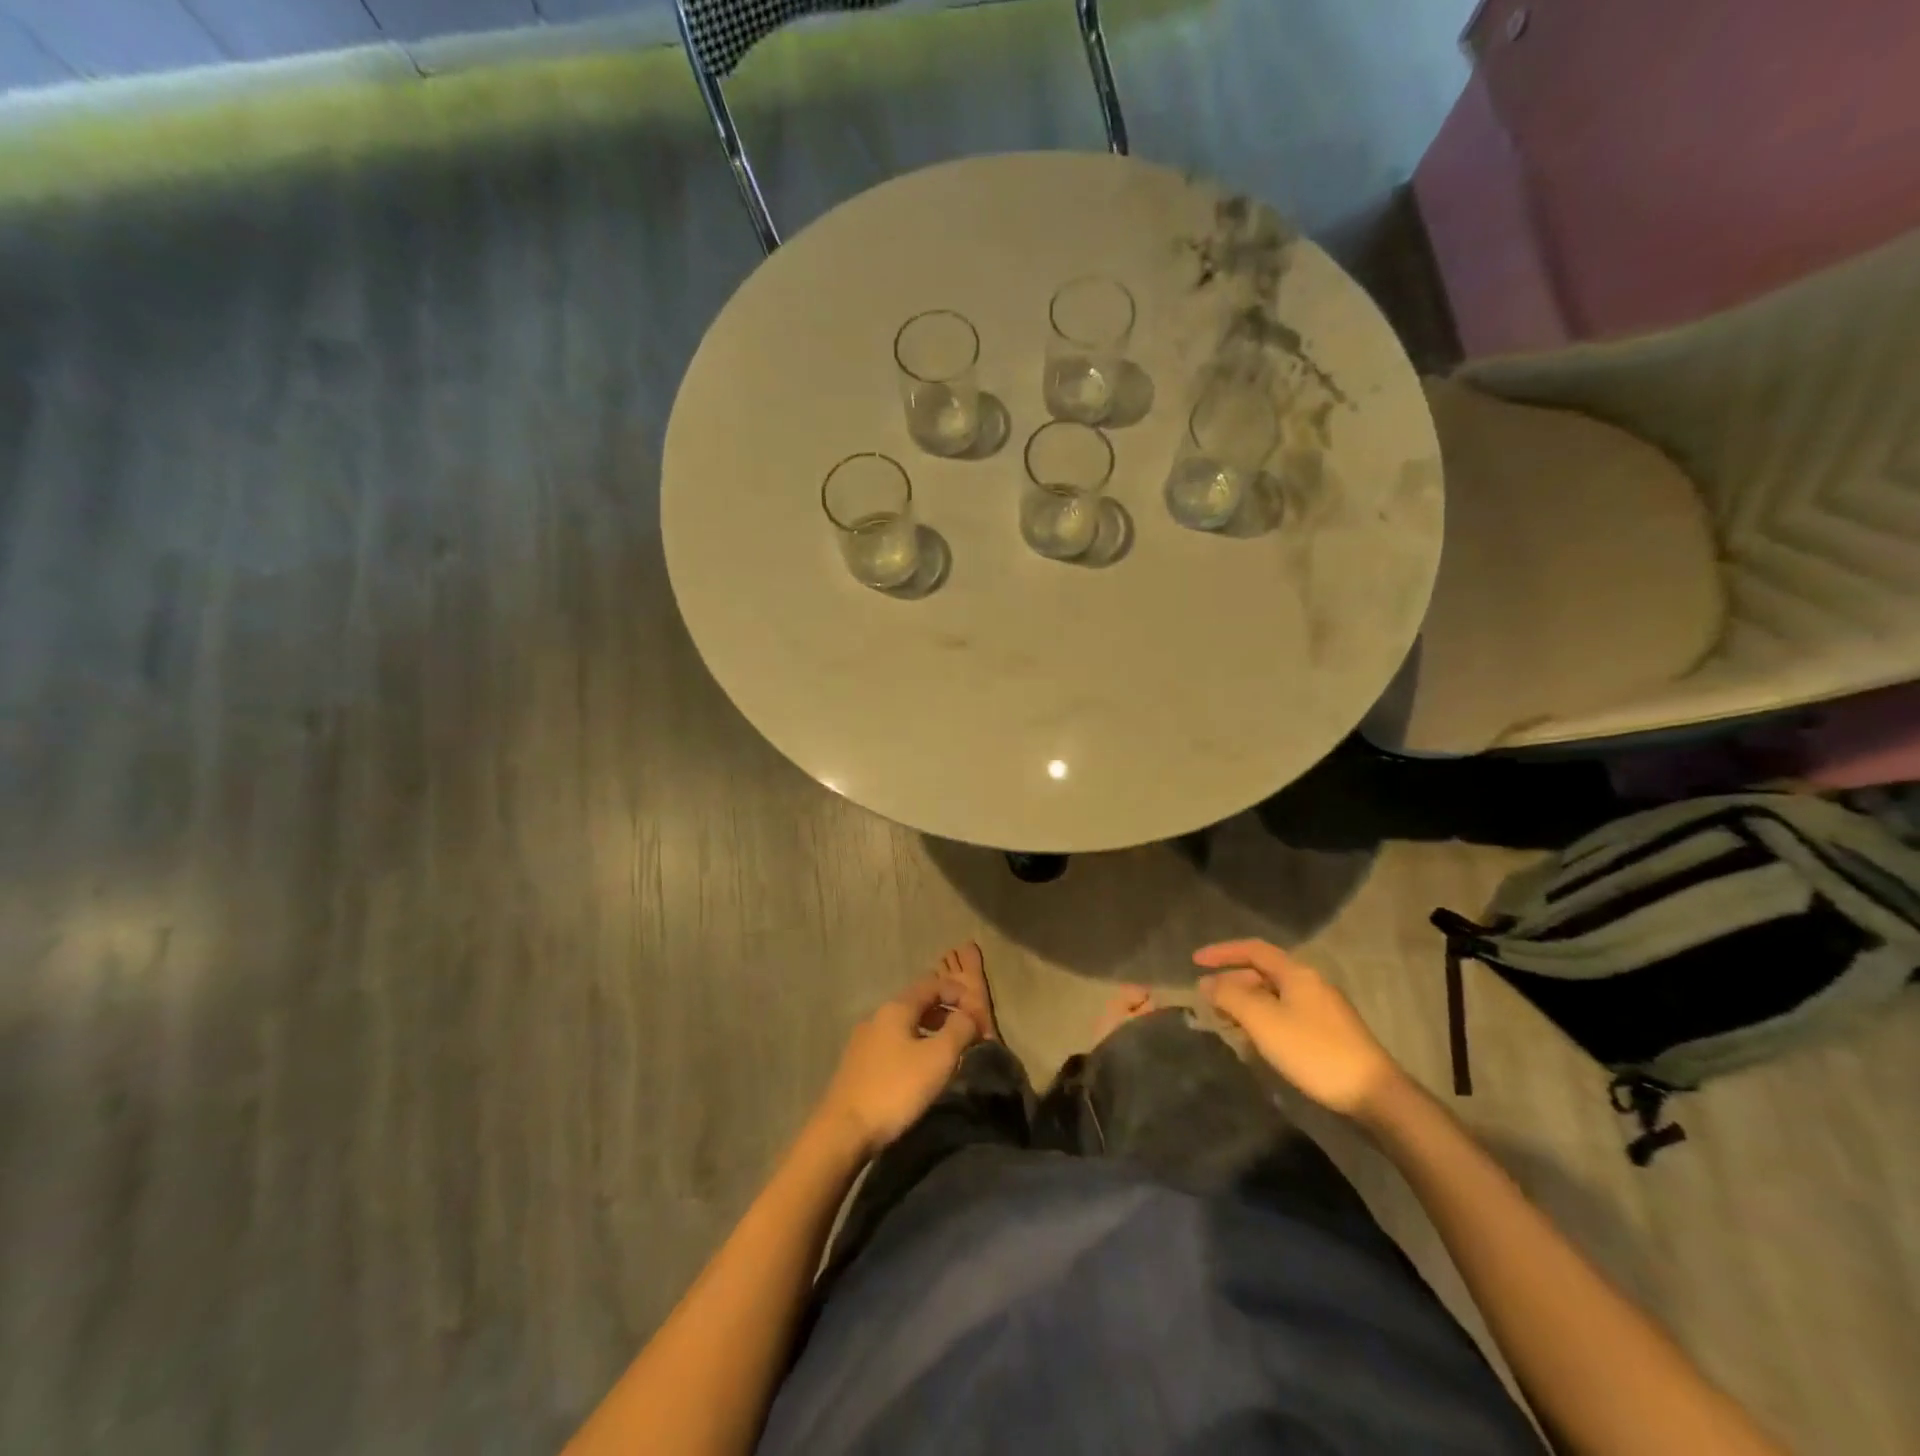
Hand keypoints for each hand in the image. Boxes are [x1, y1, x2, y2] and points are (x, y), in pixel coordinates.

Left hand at [815, 974, 980, 1156]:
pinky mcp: (857, 1065)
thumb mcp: (938, 1058)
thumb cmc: (896, 1088)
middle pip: (917, 1003)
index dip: (958, 992)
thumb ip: (959, 1029)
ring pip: (905, 1026)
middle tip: (969, 1033)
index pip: (932, 984)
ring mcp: (863, 1041)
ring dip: (931, 1032)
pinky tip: (921, 1071)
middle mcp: (877, 1017)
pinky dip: (914, 1047)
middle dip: (946, 1012)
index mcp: (896, 1008)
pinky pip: (893, 1045)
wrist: (843, 1131)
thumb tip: (969, 1015)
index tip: (979, 1012)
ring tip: (949, 1053)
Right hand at [1194, 939, 1403, 1117]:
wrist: (1373, 1094)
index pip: (1253, 949)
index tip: (1195, 961)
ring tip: (1225, 1021)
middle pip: (1263, 972)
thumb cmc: (1313, 1050)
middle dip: (1232, 982)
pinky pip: (1285, 1015)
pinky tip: (1255, 1040)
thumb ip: (1230, 997)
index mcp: (1296, 972)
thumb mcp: (1263, 1020)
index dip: (1222, 952)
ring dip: (1246, 1003)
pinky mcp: (1328, 1034)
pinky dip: (1263, 1020)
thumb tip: (1207, 983)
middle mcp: (1310, 983)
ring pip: (1274, 996)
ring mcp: (1322, 1009)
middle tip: (1207, 999)